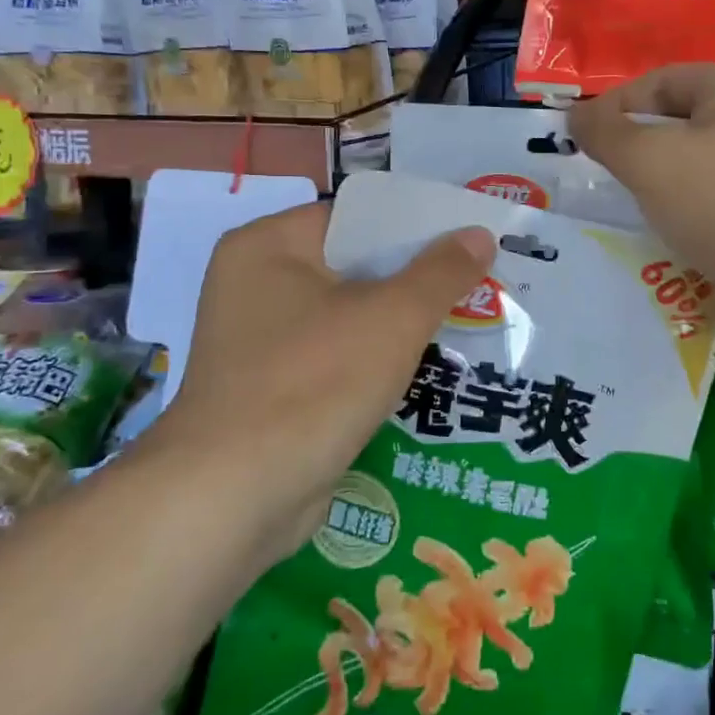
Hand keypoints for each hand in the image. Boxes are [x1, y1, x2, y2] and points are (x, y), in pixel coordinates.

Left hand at [168, 203, 493, 561]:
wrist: (234, 497)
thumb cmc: (314, 383)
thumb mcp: (393, 318)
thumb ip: (442, 271)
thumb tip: (479, 234)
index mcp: (268, 246)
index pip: (356, 217)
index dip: (416, 225)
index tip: (467, 239)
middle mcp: (254, 284)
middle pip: (353, 266)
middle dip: (415, 278)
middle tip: (478, 281)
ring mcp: (259, 340)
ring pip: (348, 315)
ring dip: (399, 323)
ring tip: (465, 321)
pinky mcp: (270, 388)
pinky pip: (335, 356)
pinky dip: (374, 360)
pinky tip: (425, 369)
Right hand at [568, 63, 714, 335]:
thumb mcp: (648, 160)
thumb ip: (604, 132)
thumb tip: (576, 116)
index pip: (659, 82)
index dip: (613, 108)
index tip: (580, 140)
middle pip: (678, 117)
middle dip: (636, 144)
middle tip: (603, 171)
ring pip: (694, 155)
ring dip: (658, 175)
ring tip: (631, 199)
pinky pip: (714, 187)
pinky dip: (685, 199)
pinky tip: (666, 222)